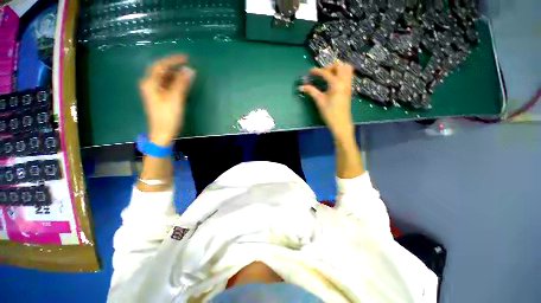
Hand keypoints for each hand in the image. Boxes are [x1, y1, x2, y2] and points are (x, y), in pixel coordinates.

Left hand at [139, 54, 194, 145]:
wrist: (163, 133)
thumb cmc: (168, 116)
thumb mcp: (176, 99)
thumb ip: (182, 84)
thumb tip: (190, 71)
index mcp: (150, 83)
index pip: (161, 66)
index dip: (173, 60)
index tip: (187, 58)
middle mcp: (150, 85)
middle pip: (162, 71)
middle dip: (175, 67)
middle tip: (188, 66)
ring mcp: (154, 92)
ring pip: (165, 78)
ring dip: (176, 75)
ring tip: (188, 76)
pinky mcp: (160, 98)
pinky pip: (167, 85)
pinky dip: (176, 83)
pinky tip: (183, 84)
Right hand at [300, 61, 354, 143]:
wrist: (341, 123)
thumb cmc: (329, 113)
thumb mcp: (319, 101)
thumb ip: (311, 91)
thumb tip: (302, 87)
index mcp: (336, 84)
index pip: (326, 73)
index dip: (317, 71)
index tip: (310, 72)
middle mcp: (344, 81)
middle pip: (340, 66)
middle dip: (330, 66)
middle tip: (322, 73)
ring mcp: (348, 85)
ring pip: (347, 69)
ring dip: (338, 68)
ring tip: (329, 75)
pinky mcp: (349, 89)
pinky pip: (348, 75)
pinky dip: (342, 73)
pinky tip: (334, 81)